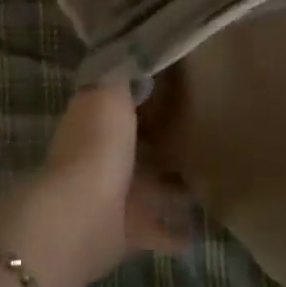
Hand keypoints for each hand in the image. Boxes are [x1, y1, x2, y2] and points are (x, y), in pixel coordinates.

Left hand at [0, 82, 190, 286]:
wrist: (79, 217)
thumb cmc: (97, 144)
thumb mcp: (110, 91)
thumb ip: (123, 74)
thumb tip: (134, 54)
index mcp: (93, 119)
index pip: (118, 101)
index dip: (141, 93)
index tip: (174, 86)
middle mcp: (99, 155)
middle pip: (134, 144)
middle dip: (159, 140)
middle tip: (198, 131)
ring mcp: (110, 195)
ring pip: (145, 185)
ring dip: (168, 185)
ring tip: (205, 179)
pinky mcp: (124, 232)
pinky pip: (154, 228)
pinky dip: (172, 232)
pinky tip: (198, 231)